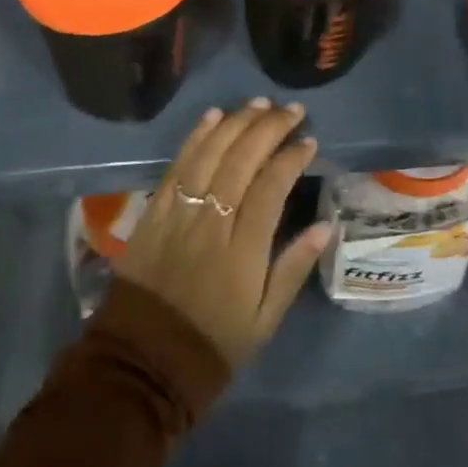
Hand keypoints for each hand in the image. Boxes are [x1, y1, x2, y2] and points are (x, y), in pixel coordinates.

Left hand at [118, 99, 331, 366]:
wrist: (143, 362)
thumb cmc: (213, 343)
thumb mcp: (264, 320)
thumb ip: (293, 269)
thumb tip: (324, 226)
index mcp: (242, 251)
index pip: (271, 187)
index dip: (292, 158)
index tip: (309, 141)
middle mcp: (211, 223)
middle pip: (242, 160)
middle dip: (270, 128)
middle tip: (292, 110)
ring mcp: (179, 213)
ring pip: (211, 154)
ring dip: (237, 122)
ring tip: (260, 103)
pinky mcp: (154, 211)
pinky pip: (178, 164)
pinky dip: (197, 136)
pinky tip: (214, 115)